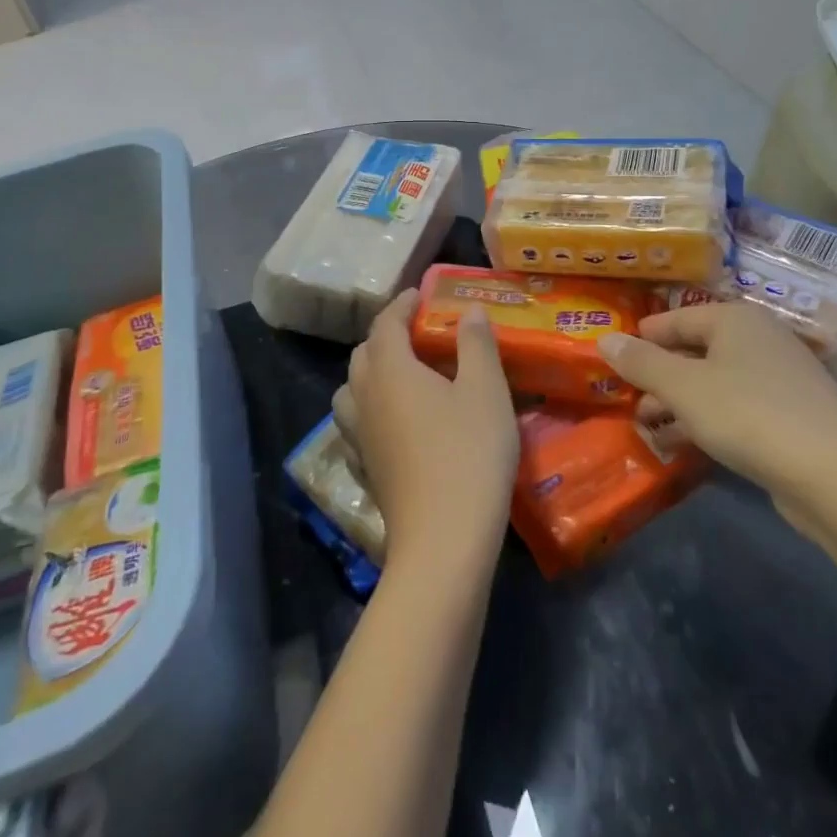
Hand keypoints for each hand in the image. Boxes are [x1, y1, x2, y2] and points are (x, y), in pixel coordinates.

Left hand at [346, 293, 516, 571]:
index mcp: (390, 370)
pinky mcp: (364, 470)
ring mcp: (359, 437)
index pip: (385, 324)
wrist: (444, 540)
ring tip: (402, 377)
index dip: (400, 305)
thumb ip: (476, 344)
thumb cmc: (469, 453)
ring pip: (351, 392)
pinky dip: (369, 412)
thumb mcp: (485, 390)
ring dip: (370, 374)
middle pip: (363, 355)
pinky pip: (355, 427)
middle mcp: (365, 397)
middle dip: (385, 337)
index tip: (418, 296)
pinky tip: (392, 425)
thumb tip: (469, 310)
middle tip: (417, 335)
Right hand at [597, 303, 836, 518]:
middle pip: (695, 350)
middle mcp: (759, 339)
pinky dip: (708, 420)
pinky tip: (685, 445)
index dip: (642, 338)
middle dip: (659, 376)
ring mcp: (780, 378)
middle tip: (628, 400)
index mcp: (734, 319)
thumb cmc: (748, 414)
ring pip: (715, 382)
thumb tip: (603, 339)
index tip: (614, 359)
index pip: (675, 319)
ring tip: (648, 426)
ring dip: (680, 402)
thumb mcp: (683, 388)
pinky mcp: (792, 416)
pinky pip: (737, 408)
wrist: (836, 476)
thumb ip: (641, 362)